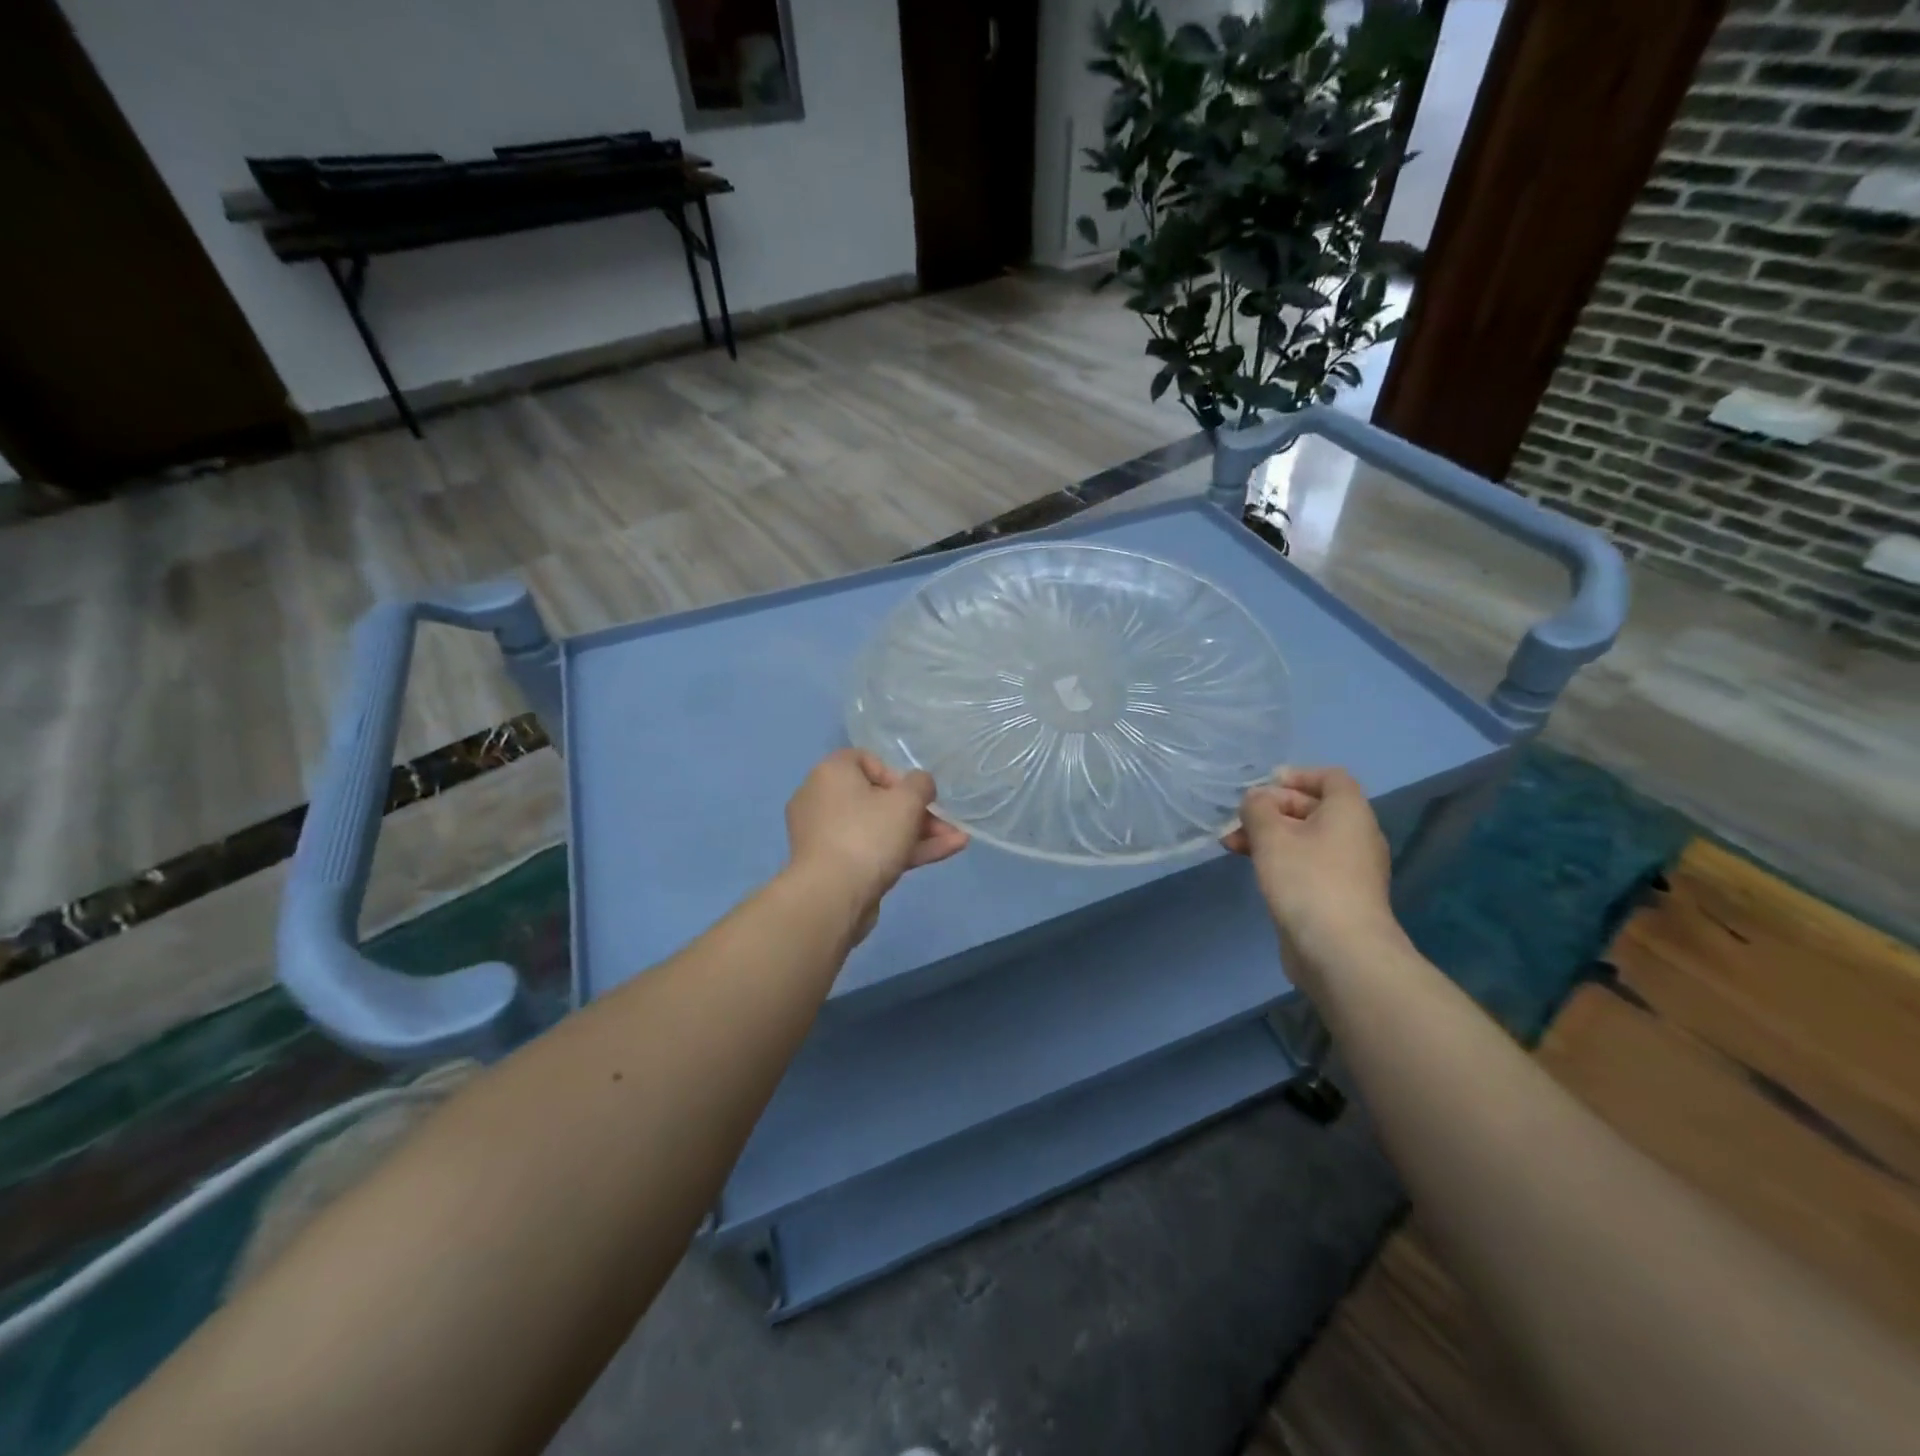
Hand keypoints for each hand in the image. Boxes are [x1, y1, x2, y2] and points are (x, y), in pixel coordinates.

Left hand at [784, 750, 968, 935]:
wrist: (832, 897)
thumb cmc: (867, 835)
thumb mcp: (906, 801)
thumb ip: (921, 784)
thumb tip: (920, 784)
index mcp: (831, 773)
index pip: (866, 760)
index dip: (897, 775)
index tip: (915, 794)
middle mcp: (822, 799)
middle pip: (877, 798)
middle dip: (919, 812)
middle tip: (945, 823)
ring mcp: (827, 836)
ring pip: (879, 828)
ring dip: (919, 833)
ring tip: (958, 840)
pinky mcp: (835, 867)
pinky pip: (873, 850)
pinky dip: (904, 851)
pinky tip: (946, 853)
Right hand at [1223, 766, 1397, 964]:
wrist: (1341, 951)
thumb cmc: (1306, 880)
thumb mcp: (1272, 836)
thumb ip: (1258, 809)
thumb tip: (1257, 800)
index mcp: (1349, 812)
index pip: (1330, 778)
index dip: (1297, 775)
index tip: (1263, 786)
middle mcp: (1356, 836)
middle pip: (1314, 808)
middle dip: (1272, 810)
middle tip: (1237, 820)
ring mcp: (1350, 869)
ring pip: (1307, 839)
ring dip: (1270, 837)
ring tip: (1232, 845)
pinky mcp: (1339, 896)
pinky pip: (1309, 865)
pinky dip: (1282, 860)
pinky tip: (1254, 870)